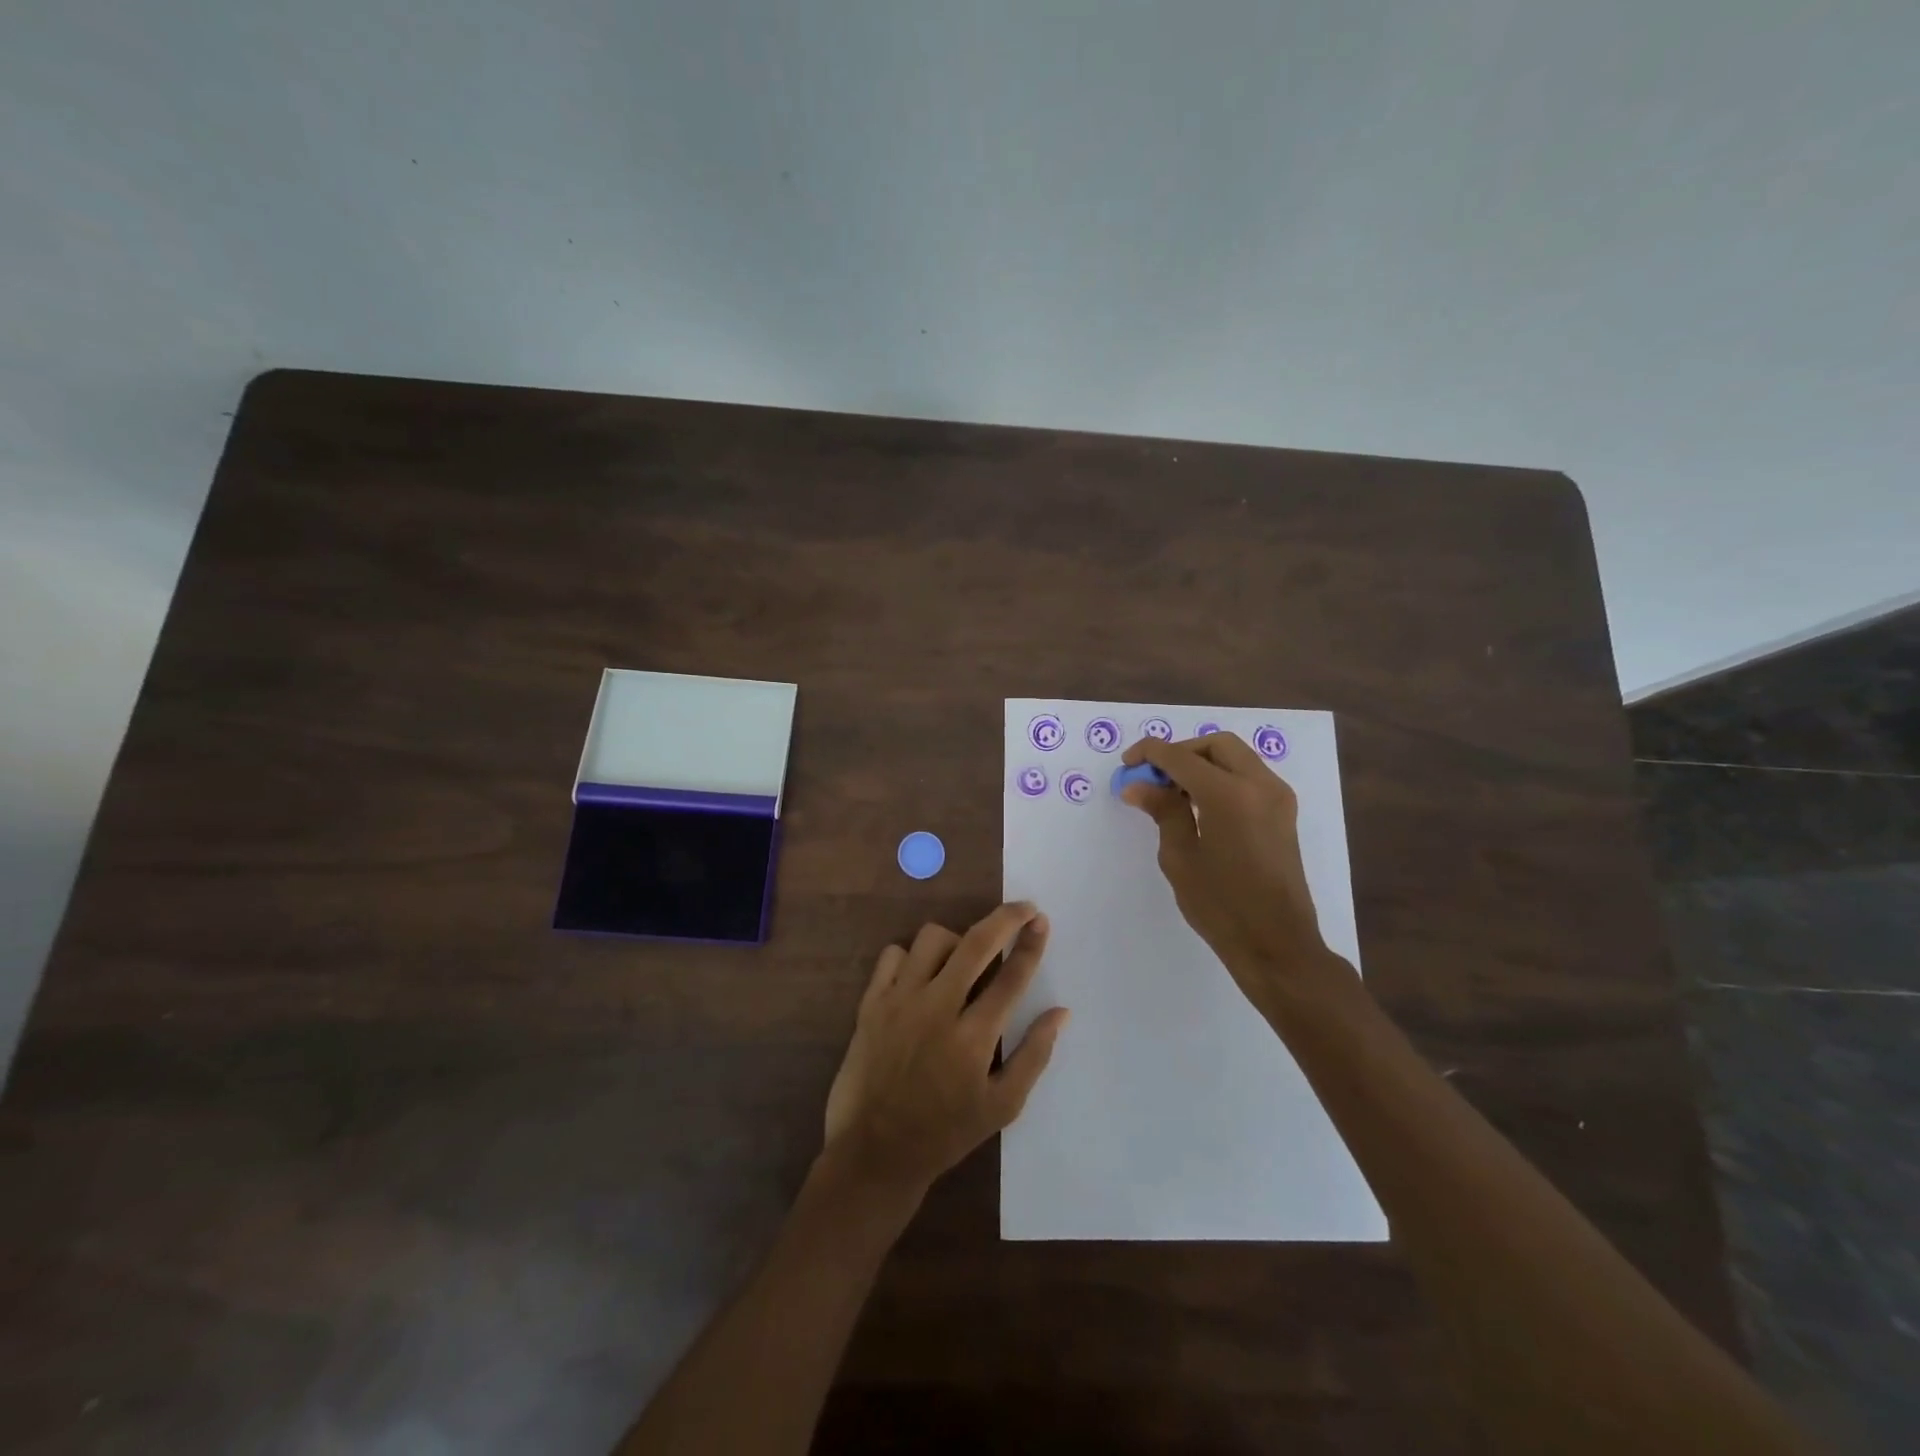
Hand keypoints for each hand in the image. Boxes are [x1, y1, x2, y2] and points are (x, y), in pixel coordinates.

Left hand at [822, 903, 1068, 1197]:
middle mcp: (937, 1009)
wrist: (874, 1153)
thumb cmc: (944, 1133)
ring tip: (963, 958)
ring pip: (931, 938)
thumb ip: (1033, 1055)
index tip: (1042, 920)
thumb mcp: (1001, 1107)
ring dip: (956, 939)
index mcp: (973, 1038)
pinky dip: (910, 956)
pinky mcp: (870, 1003)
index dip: (1031, 943)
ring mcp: (899, 1002)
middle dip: (1005, 918)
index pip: (1011, 976)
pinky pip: (892, 955)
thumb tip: (1061, 1012)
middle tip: (1022, 909)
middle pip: (976, 943)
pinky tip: (921, 975)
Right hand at [1120, 733, 1351, 1012]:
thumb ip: (1163, 812)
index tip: (1127, 764)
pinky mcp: (1284, 812)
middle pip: (1215, 745)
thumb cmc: (1222, 906)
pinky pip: (1249, 776)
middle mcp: (1260, 785)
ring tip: (1172, 792)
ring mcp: (1278, 797)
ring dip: (1202, 762)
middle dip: (1180, 752)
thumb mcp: (1181, 858)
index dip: (1150, 754)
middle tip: (1153, 776)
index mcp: (1230, 795)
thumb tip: (1139, 785)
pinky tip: (1199, 803)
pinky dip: (1222, 776)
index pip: (1181, 757)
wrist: (1277, 944)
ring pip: (1236, 757)